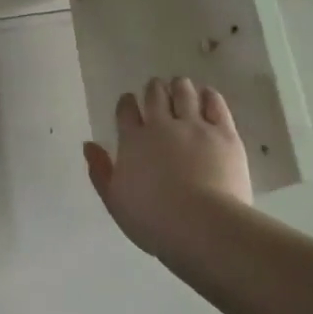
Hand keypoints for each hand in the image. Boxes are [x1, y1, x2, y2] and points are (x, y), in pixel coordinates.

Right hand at [83, 76, 251, 257]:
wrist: (203, 226)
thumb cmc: (153, 220)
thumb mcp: (115, 201)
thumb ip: (100, 171)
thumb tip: (88, 145)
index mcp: (133, 140)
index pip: (126, 110)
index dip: (127, 102)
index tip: (129, 102)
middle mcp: (162, 125)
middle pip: (155, 94)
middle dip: (153, 89)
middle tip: (156, 91)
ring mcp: (195, 126)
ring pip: (184, 92)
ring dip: (179, 87)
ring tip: (180, 87)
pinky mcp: (224, 133)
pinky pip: (215, 103)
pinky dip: (208, 96)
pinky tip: (206, 96)